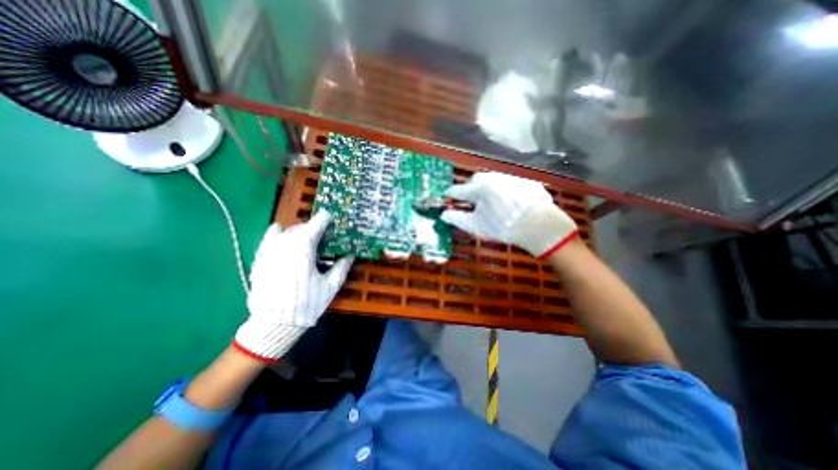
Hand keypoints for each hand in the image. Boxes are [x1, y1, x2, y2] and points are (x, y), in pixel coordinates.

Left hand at [232, 210, 352, 361]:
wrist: (274, 324)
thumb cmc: (307, 304)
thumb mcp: (330, 286)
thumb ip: (341, 267)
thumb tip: (350, 255)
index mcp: (304, 249)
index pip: (315, 224)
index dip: (325, 219)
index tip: (331, 219)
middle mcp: (285, 244)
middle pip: (300, 226)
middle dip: (313, 227)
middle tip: (322, 235)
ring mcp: (269, 250)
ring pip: (285, 231)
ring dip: (297, 231)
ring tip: (304, 240)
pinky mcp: (259, 259)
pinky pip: (268, 238)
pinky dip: (278, 235)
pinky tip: (283, 240)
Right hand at [444, 171, 576, 258]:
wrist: (539, 225)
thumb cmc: (503, 226)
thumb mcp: (477, 226)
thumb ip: (457, 219)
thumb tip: (443, 214)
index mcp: (478, 187)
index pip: (458, 189)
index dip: (450, 194)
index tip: (447, 197)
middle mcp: (492, 177)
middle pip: (474, 182)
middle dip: (469, 191)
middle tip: (471, 203)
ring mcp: (509, 178)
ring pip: (491, 181)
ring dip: (486, 189)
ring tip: (490, 203)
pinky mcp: (523, 181)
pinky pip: (506, 184)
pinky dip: (502, 191)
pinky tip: (508, 203)